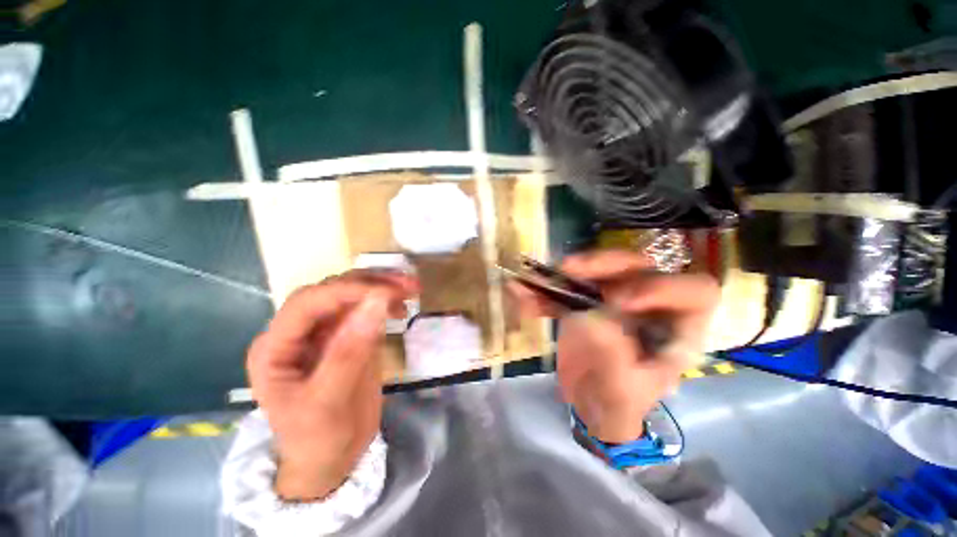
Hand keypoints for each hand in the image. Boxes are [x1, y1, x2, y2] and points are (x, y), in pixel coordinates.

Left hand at [246, 270, 417, 500]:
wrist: (331, 459)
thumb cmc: (317, 439)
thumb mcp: (328, 403)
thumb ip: (349, 352)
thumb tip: (376, 303)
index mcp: (275, 347)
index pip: (308, 302)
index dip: (347, 291)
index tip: (388, 292)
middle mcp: (297, 332)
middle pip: (331, 291)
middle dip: (370, 283)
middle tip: (407, 285)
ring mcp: (324, 332)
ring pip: (351, 295)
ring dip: (381, 287)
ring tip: (410, 290)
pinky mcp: (347, 336)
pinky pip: (365, 310)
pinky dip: (385, 302)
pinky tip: (401, 308)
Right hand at [512, 251, 718, 442]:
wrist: (587, 403)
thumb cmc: (616, 406)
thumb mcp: (622, 396)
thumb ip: (615, 362)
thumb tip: (595, 319)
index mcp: (676, 330)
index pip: (695, 292)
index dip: (662, 287)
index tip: (619, 300)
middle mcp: (649, 306)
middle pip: (641, 268)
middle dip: (606, 265)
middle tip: (571, 269)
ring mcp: (614, 298)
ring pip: (603, 269)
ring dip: (572, 270)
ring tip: (547, 277)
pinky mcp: (586, 300)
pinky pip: (569, 286)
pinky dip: (546, 289)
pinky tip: (523, 293)